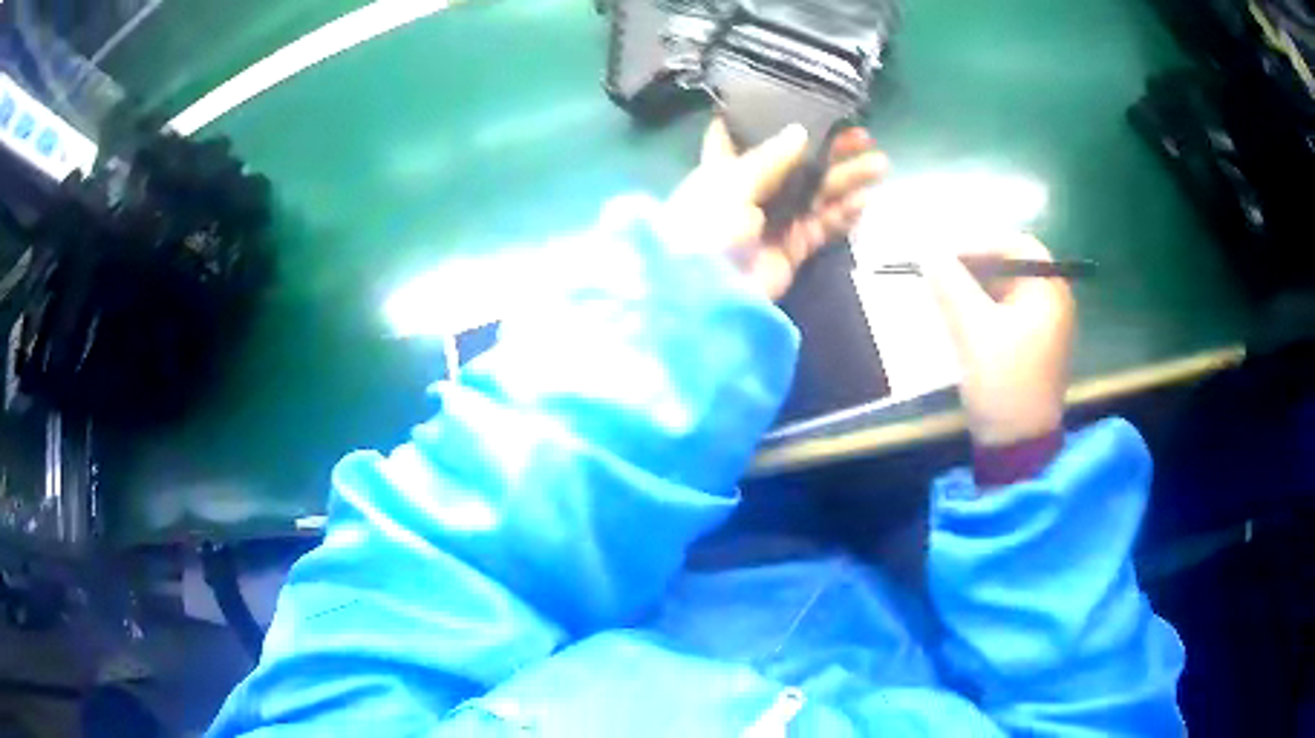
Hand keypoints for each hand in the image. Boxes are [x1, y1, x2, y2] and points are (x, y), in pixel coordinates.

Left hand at [662, 118, 886, 298]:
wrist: (709, 295)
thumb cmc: (708, 227)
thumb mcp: (732, 183)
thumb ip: (769, 158)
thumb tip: (800, 131)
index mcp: (724, 169)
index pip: (742, 137)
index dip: (766, 120)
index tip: (798, 102)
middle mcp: (751, 191)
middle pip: (796, 164)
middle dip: (829, 149)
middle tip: (864, 136)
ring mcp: (775, 220)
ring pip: (817, 193)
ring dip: (847, 179)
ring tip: (880, 164)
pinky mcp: (793, 248)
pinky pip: (823, 226)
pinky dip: (844, 214)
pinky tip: (865, 201)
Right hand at [922, 234, 1075, 446]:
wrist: (1018, 447)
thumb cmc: (1003, 384)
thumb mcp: (973, 330)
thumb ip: (950, 284)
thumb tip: (927, 251)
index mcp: (1050, 291)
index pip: (1015, 245)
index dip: (978, 242)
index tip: (943, 254)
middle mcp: (1053, 301)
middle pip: (1011, 265)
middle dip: (974, 264)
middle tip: (939, 271)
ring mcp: (1045, 325)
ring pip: (1005, 289)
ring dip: (974, 287)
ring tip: (943, 294)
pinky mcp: (1032, 345)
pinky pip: (1005, 312)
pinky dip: (981, 308)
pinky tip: (959, 318)